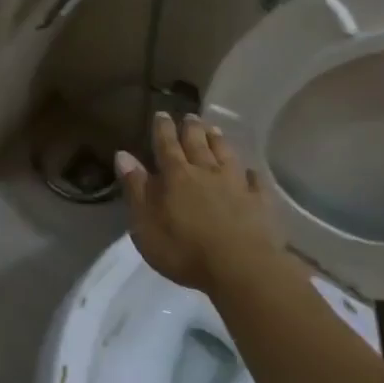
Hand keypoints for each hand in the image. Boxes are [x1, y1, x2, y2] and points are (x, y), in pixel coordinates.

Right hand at [115, 112, 279, 291]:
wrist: (241, 269)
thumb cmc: (184, 249)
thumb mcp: (145, 223)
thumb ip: (135, 188)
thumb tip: (123, 154)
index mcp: (176, 176)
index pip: (166, 145)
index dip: (163, 129)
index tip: (162, 113)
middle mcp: (206, 172)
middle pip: (198, 144)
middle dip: (191, 128)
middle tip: (190, 115)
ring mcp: (236, 185)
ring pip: (226, 155)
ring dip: (218, 141)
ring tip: (214, 129)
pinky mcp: (260, 203)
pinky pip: (255, 182)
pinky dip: (250, 174)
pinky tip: (250, 171)